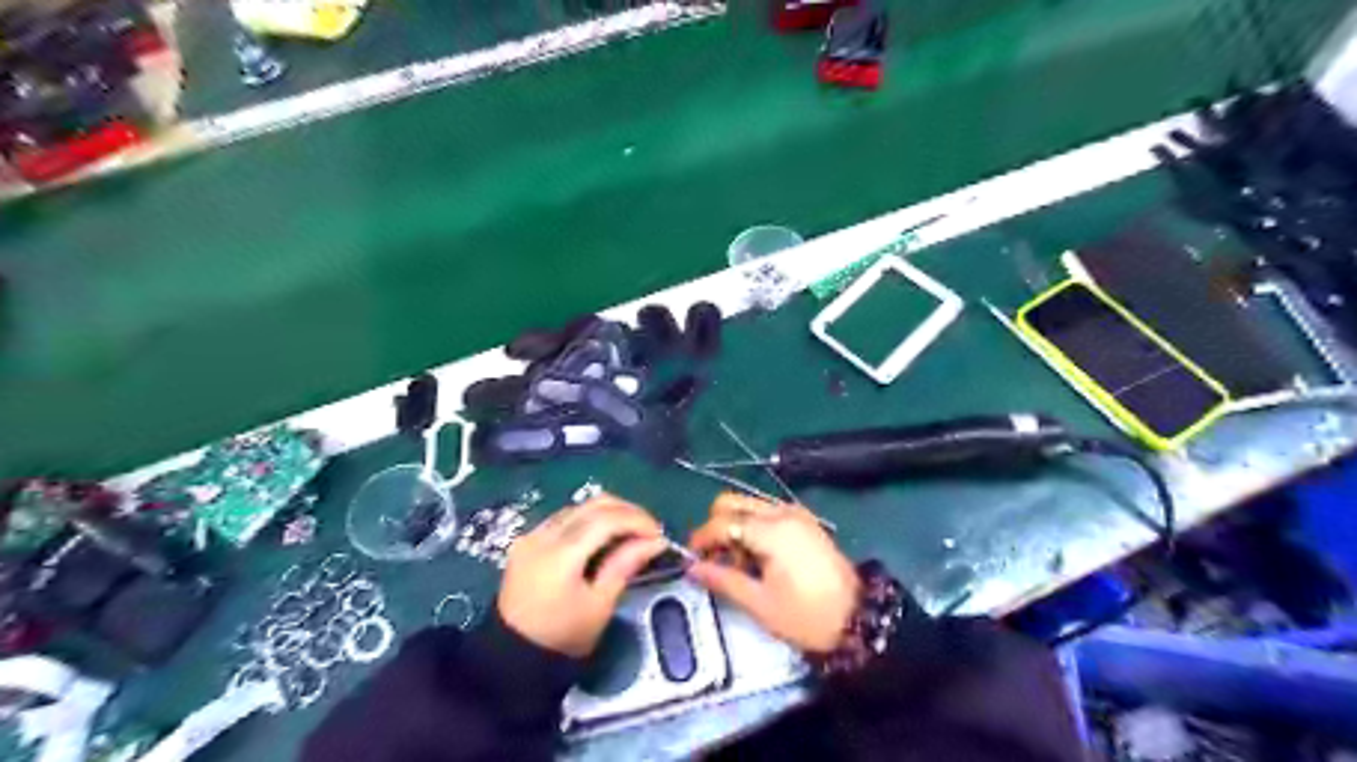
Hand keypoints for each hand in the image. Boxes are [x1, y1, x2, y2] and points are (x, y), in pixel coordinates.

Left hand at [496, 495, 665, 653]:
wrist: (510, 658)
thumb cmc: (561, 638)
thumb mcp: (600, 605)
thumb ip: (626, 565)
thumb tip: (655, 541)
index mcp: (562, 554)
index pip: (607, 519)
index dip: (637, 520)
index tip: (658, 534)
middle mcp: (544, 535)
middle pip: (593, 504)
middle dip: (627, 511)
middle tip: (649, 529)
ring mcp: (532, 535)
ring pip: (578, 507)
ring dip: (608, 513)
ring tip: (629, 532)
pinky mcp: (526, 541)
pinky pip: (564, 518)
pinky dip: (588, 520)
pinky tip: (602, 537)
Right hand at [690, 498, 856, 651]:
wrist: (859, 619)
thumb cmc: (806, 616)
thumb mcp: (759, 604)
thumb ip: (722, 580)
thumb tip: (692, 569)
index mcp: (770, 530)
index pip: (721, 522)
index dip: (701, 539)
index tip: (691, 560)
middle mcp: (781, 512)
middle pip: (732, 502)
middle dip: (716, 526)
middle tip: (715, 559)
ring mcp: (795, 514)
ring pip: (749, 505)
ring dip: (734, 526)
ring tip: (738, 564)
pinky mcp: (804, 521)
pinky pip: (767, 513)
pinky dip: (753, 527)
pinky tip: (758, 558)